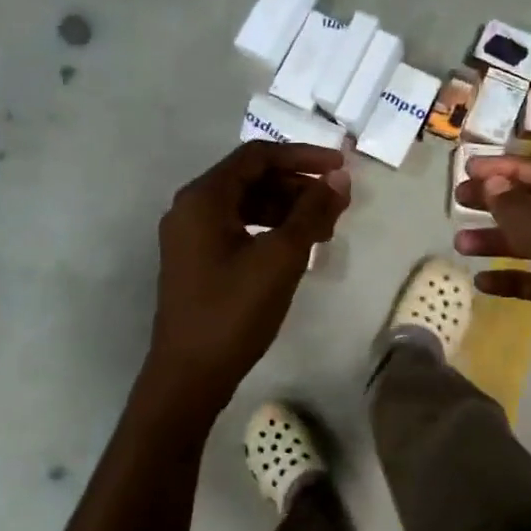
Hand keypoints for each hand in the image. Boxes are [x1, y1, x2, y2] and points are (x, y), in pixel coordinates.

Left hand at [147, 142, 350, 415]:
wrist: (190, 374)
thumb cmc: (234, 311)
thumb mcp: (281, 258)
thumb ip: (312, 213)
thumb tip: (339, 179)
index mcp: (203, 198)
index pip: (257, 156)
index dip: (303, 157)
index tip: (341, 168)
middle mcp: (190, 208)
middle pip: (250, 178)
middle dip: (296, 186)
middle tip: (335, 206)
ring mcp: (190, 236)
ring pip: (245, 205)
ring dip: (285, 210)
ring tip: (323, 232)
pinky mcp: (196, 261)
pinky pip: (236, 229)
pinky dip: (268, 230)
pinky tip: (295, 249)